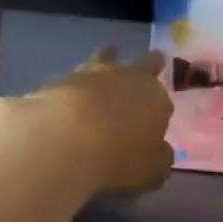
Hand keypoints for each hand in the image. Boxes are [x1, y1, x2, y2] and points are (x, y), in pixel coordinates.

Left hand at [10, 49, 173, 195]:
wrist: (63, 139)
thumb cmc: (118, 156)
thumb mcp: (151, 169)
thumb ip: (159, 157)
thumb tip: (161, 150)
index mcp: (154, 96)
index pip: (163, 97)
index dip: (160, 107)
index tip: (156, 117)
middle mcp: (127, 76)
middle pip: (144, 63)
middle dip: (150, 63)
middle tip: (153, 61)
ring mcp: (91, 73)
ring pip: (105, 58)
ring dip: (109, 57)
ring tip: (109, 52)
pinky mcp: (59, 79)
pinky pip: (73, 78)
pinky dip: (75, 84)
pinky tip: (69, 95)